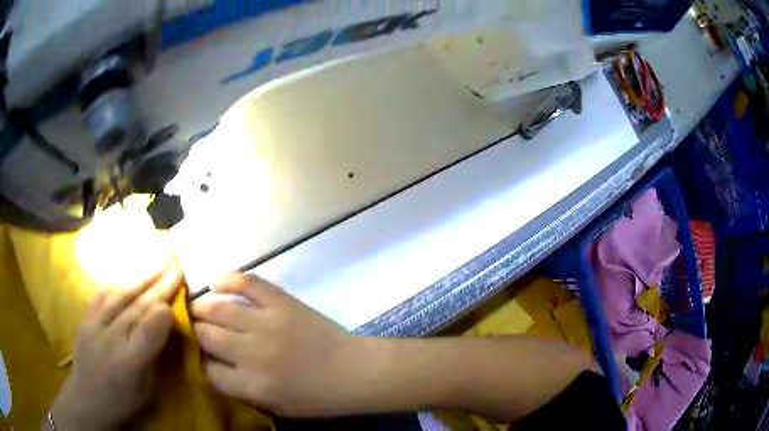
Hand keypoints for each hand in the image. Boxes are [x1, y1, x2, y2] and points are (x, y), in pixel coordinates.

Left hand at [50, 266, 182, 430]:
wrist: (87, 399)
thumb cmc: (122, 400)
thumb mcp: (146, 389)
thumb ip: (153, 355)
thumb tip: (163, 325)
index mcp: (130, 364)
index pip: (149, 331)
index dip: (164, 312)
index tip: (179, 296)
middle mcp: (111, 340)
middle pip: (136, 308)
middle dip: (158, 287)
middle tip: (174, 269)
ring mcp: (94, 327)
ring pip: (118, 296)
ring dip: (139, 278)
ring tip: (155, 265)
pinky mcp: (85, 320)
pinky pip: (101, 296)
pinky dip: (116, 283)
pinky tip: (126, 274)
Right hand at [192, 274, 367, 416]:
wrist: (354, 372)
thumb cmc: (316, 397)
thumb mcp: (274, 406)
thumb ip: (240, 389)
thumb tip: (212, 366)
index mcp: (252, 385)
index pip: (208, 370)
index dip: (200, 363)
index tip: (200, 357)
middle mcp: (252, 353)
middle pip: (206, 336)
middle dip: (194, 332)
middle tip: (192, 328)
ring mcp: (267, 323)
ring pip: (218, 308)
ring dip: (201, 307)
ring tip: (197, 308)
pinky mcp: (282, 302)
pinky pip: (248, 283)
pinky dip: (229, 279)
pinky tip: (217, 283)